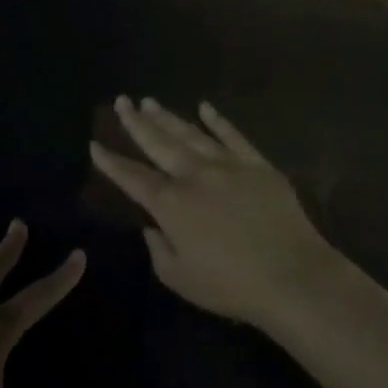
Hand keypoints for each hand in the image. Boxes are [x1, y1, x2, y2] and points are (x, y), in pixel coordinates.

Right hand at [90, 96, 343, 331]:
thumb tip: (152, 228)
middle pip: (159, 144)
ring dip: (168, 117)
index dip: (111, 162)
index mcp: (171, 204)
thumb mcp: (179, 277)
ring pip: (192, 134)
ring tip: (150, 102)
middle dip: (136, 123)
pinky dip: (218, 121)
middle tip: (121, 102)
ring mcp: (229, 166)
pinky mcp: (259, 166)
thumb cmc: (230, 285)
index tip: (95, 144)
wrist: (292, 276)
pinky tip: (205, 107)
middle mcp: (195, 176)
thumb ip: (158, 249)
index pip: (133, 178)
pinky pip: (234, 136)